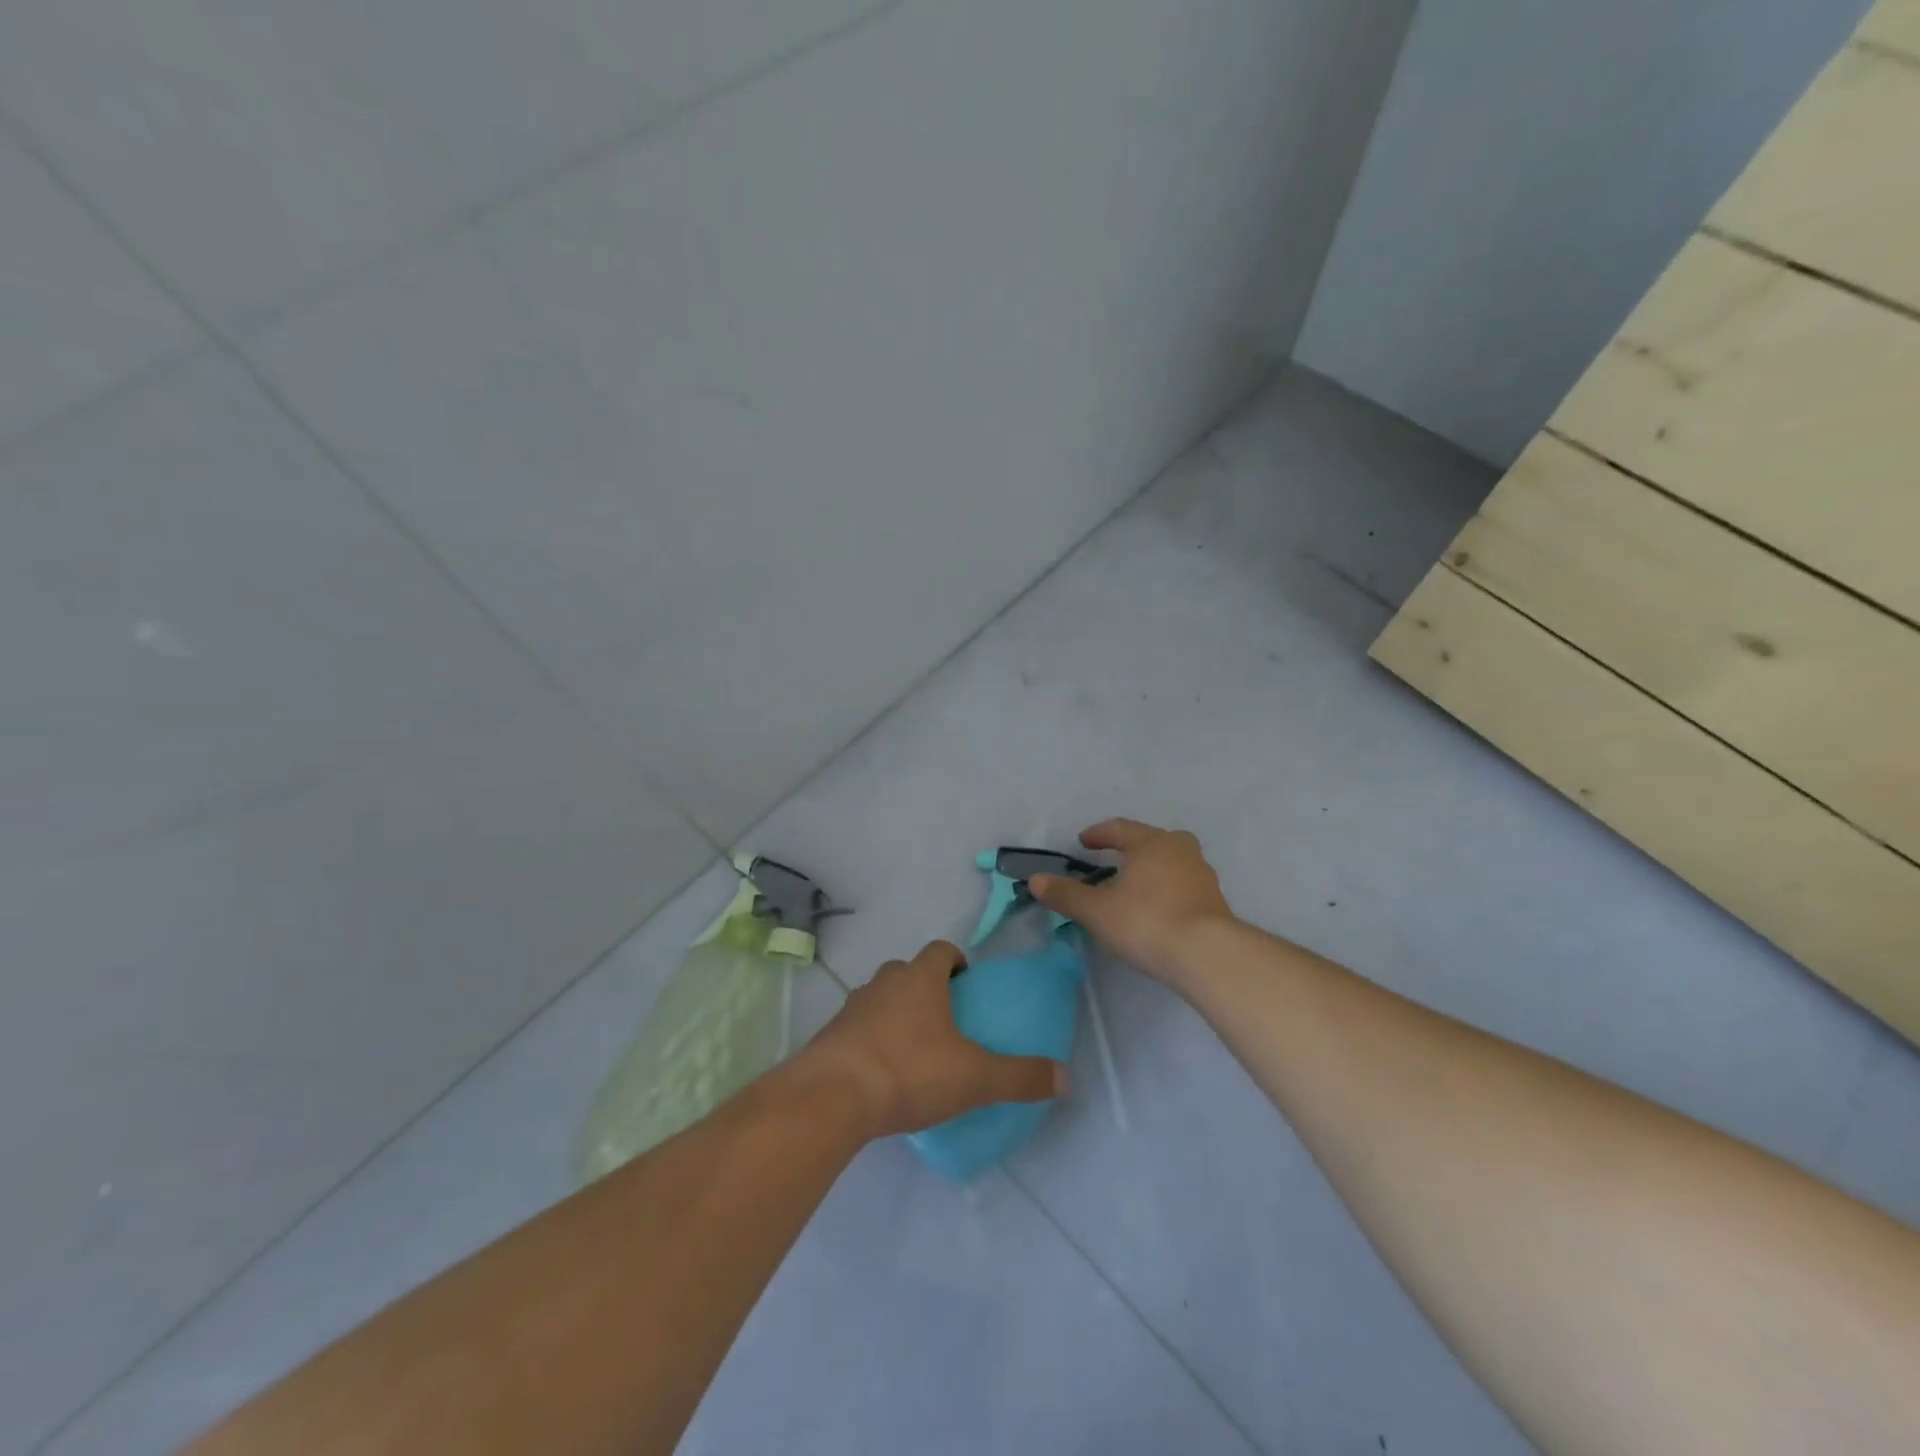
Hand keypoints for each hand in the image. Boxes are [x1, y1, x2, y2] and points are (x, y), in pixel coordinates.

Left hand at [799, 940, 1067, 1139]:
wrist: (832, 1097)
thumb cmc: (910, 1071)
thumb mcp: (975, 1078)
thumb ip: (1020, 1077)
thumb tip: (1065, 1078)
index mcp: (921, 978)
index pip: (941, 950)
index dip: (956, 963)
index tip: (968, 987)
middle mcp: (884, 982)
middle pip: (909, 972)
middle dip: (927, 988)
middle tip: (945, 1022)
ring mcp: (852, 1007)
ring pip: (881, 998)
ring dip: (896, 1014)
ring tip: (914, 1051)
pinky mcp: (830, 1036)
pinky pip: (858, 1028)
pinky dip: (871, 1040)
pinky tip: (882, 1075)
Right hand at [1028, 819, 1234, 984]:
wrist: (1207, 955)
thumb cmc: (1146, 921)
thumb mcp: (1096, 910)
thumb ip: (1066, 894)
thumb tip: (1036, 879)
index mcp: (1152, 842)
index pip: (1120, 829)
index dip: (1099, 834)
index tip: (1084, 842)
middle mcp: (1181, 850)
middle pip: (1153, 841)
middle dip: (1132, 848)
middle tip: (1114, 861)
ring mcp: (1203, 876)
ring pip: (1172, 863)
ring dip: (1152, 870)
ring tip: (1134, 889)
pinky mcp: (1215, 902)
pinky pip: (1184, 886)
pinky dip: (1168, 891)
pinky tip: (1157, 911)